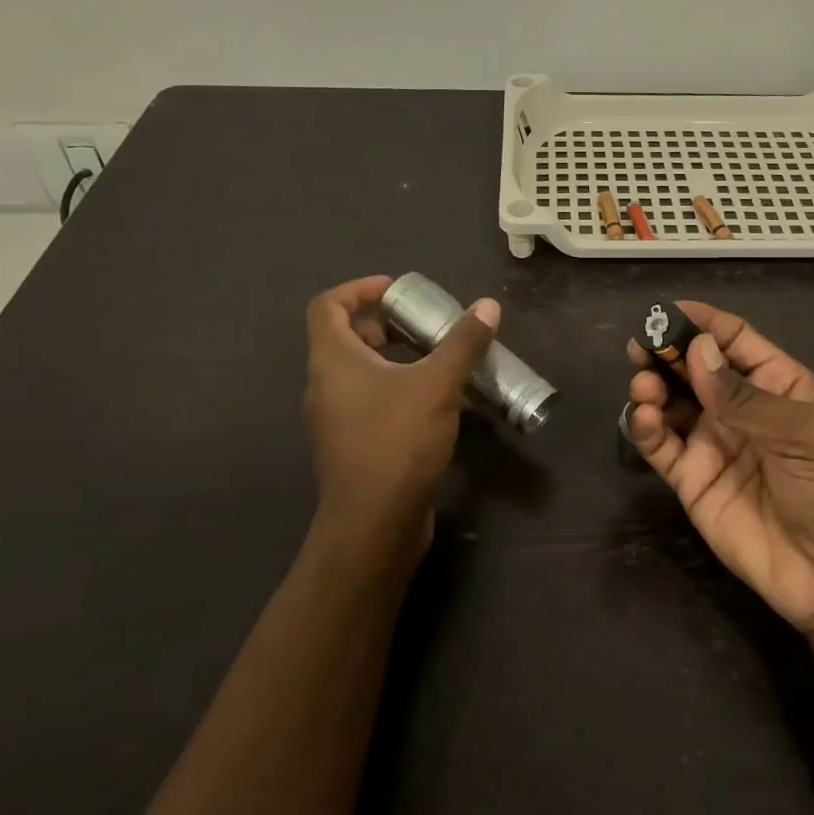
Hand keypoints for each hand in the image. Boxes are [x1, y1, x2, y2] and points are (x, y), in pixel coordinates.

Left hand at [303, 275, 499, 571]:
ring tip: (438, 360)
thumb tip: (488, 306)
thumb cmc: (397, 442)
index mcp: (333, 361)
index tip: (397, 290)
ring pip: (360, 374)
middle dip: (385, 325)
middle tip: (424, 325)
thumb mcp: (438, 385)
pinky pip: (371, 403)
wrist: (374, 525)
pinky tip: (438, 403)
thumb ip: (462, 343)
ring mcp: (335, 420)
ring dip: (395, 359)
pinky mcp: (352, 446)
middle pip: (345, 338)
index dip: (359, 289)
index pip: (328, 306)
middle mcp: (325, 386)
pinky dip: (398, 391)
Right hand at [627, 301, 813, 638]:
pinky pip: (661, 445)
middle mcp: (739, 408)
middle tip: (641, 344)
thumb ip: (743, 395)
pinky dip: (645, 427)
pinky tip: (643, 417)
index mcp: (776, 385)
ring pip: (671, 402)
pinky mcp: (692, 480)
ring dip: (652, 386)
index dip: (703, 323)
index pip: (734, 340)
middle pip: (694, 367)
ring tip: (644, 386)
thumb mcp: (802, 433)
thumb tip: (697, 349)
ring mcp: (713, 443)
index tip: (667, 311)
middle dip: (666, 351)